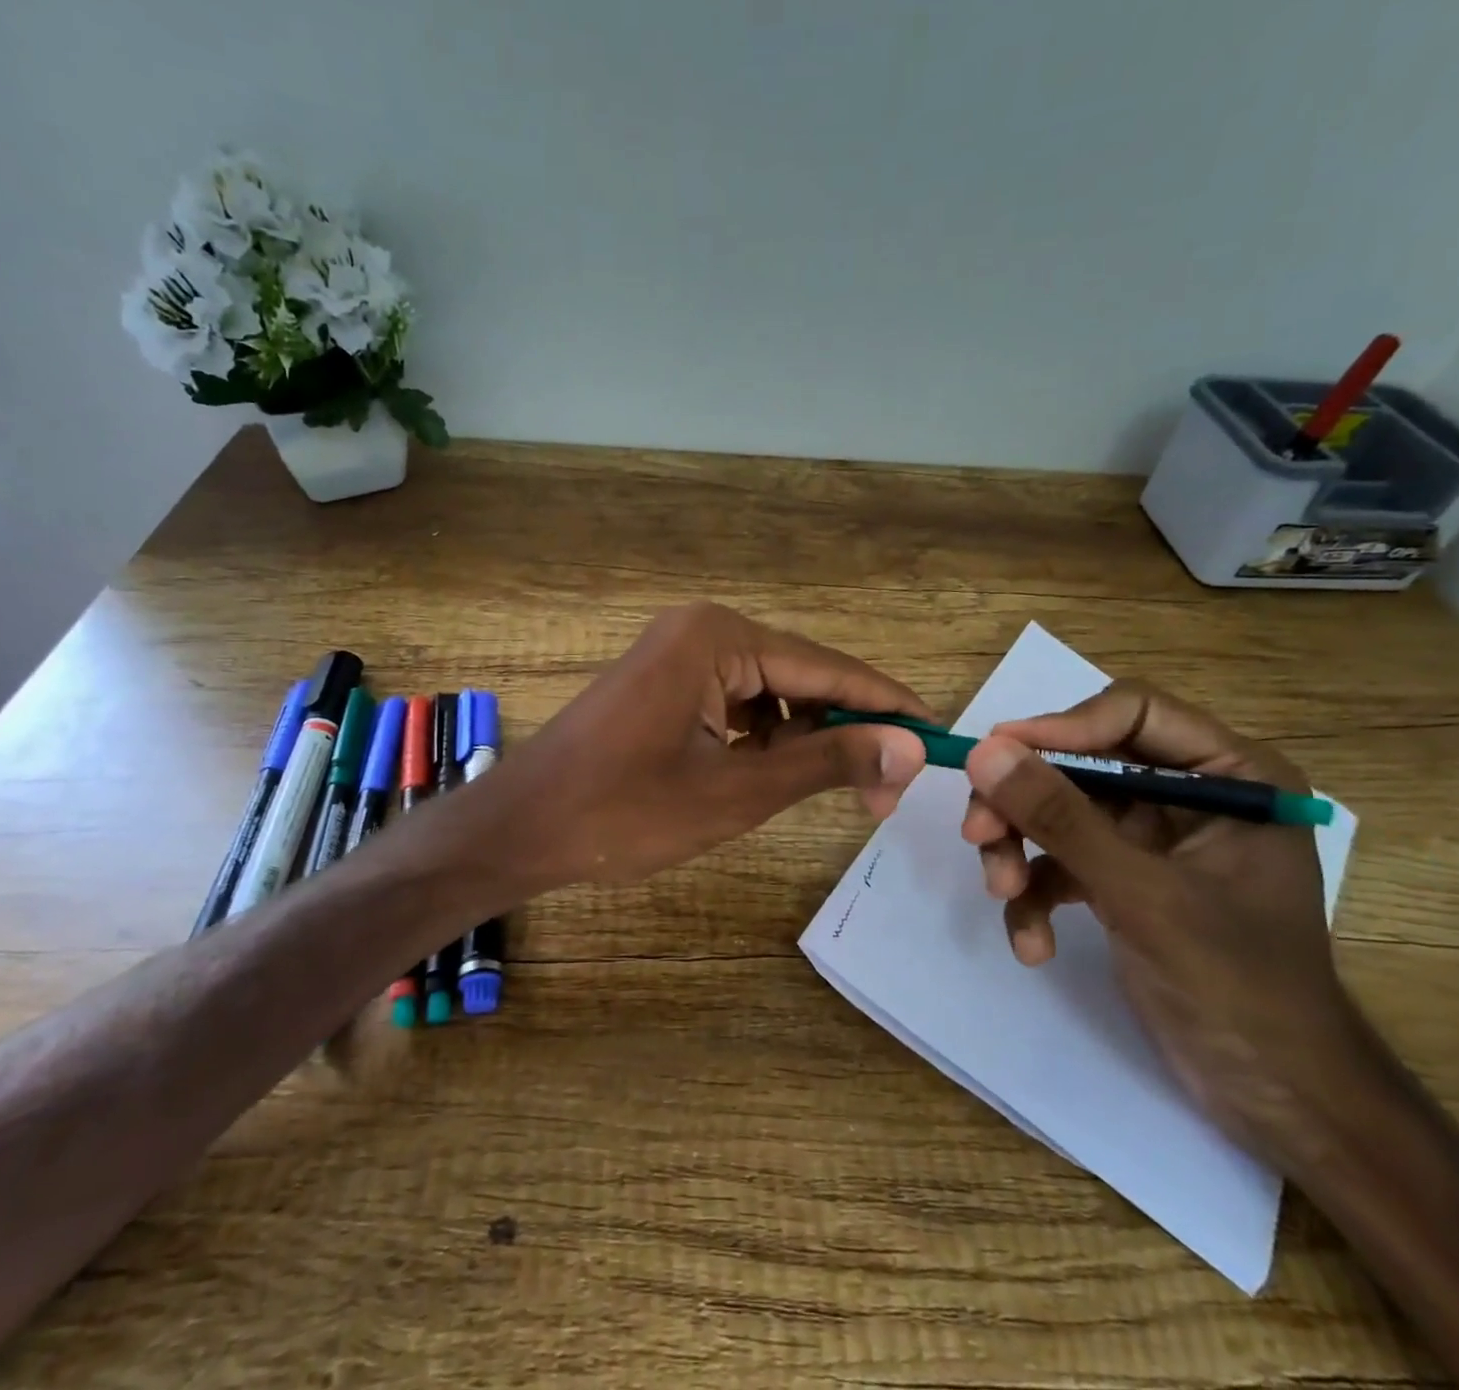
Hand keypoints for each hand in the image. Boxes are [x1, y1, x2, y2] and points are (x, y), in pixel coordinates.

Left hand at [483, 603, 927, 890]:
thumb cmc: (622, 812)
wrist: (520, 829)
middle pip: (801, 676)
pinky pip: (736, 703)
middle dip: (845, 730)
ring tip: (839, 792)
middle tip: (883, 795)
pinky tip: (776, 775)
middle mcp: (702, 630)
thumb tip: (909, 746)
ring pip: (771, 693)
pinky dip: (765, 738)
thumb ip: (826, 761)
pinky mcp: (665, 683)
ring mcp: (679, 654)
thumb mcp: (736, 791)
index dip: (887, 704)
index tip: (938, 739)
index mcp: (718, 637)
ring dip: (807, 738)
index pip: (828, 667)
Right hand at [960, 682, 1360, 1158]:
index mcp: (1229, 775)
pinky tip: (1032, 943)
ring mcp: (1151, 838)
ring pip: (1058, 812)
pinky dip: (1037, 896)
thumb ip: (1060, 818)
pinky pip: (1060, 863)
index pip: (1131, 711)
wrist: (1276, 1098)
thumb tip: (983, 751)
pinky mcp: (1122, 878)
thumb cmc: (1237, 986)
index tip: (995, 757)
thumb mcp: (1141, 894)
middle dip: (1024, 805)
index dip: (1061, 728)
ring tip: (1002, 896)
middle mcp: (1187, 794)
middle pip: (1078, 765)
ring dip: (1020, 853)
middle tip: (978, 836)